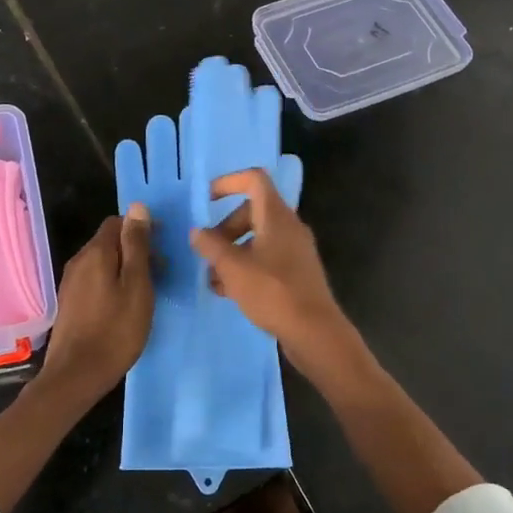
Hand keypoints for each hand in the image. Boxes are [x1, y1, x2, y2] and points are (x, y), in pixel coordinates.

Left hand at [37, 204, 154, 400]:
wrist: (77, 374)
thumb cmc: (116, 329)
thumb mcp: (137, 285)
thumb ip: (137, 245)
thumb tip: (138, 207)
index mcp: (96, 252)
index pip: (118, 222)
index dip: (142, 229)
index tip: (162, 248)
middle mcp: (79, 260)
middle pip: (110, 241)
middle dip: (135, 249)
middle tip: (160, 273)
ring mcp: (71, 282)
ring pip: (103, 262)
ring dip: (125, 268)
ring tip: (146, 291)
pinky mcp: (70, 302)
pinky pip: (95, 279)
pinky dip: (113, 282)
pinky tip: (125, 304)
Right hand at [189, 170, 349, 356]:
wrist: (315, 332)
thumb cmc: (273, 292)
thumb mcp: (233, 268)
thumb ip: (211, 246)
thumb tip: (197, 232)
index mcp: (277, 216)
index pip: (254, 180)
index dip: (228, 182)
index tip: (206, 200)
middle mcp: (289, 227)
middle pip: (252, 212)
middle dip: (225, 229)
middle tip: (207, 252)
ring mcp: (295, 250)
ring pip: (257, 239)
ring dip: (232, 252)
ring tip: (212, 278)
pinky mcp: (297, 273)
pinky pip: (266, 259)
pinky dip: (246, 267)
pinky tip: (228, 291)